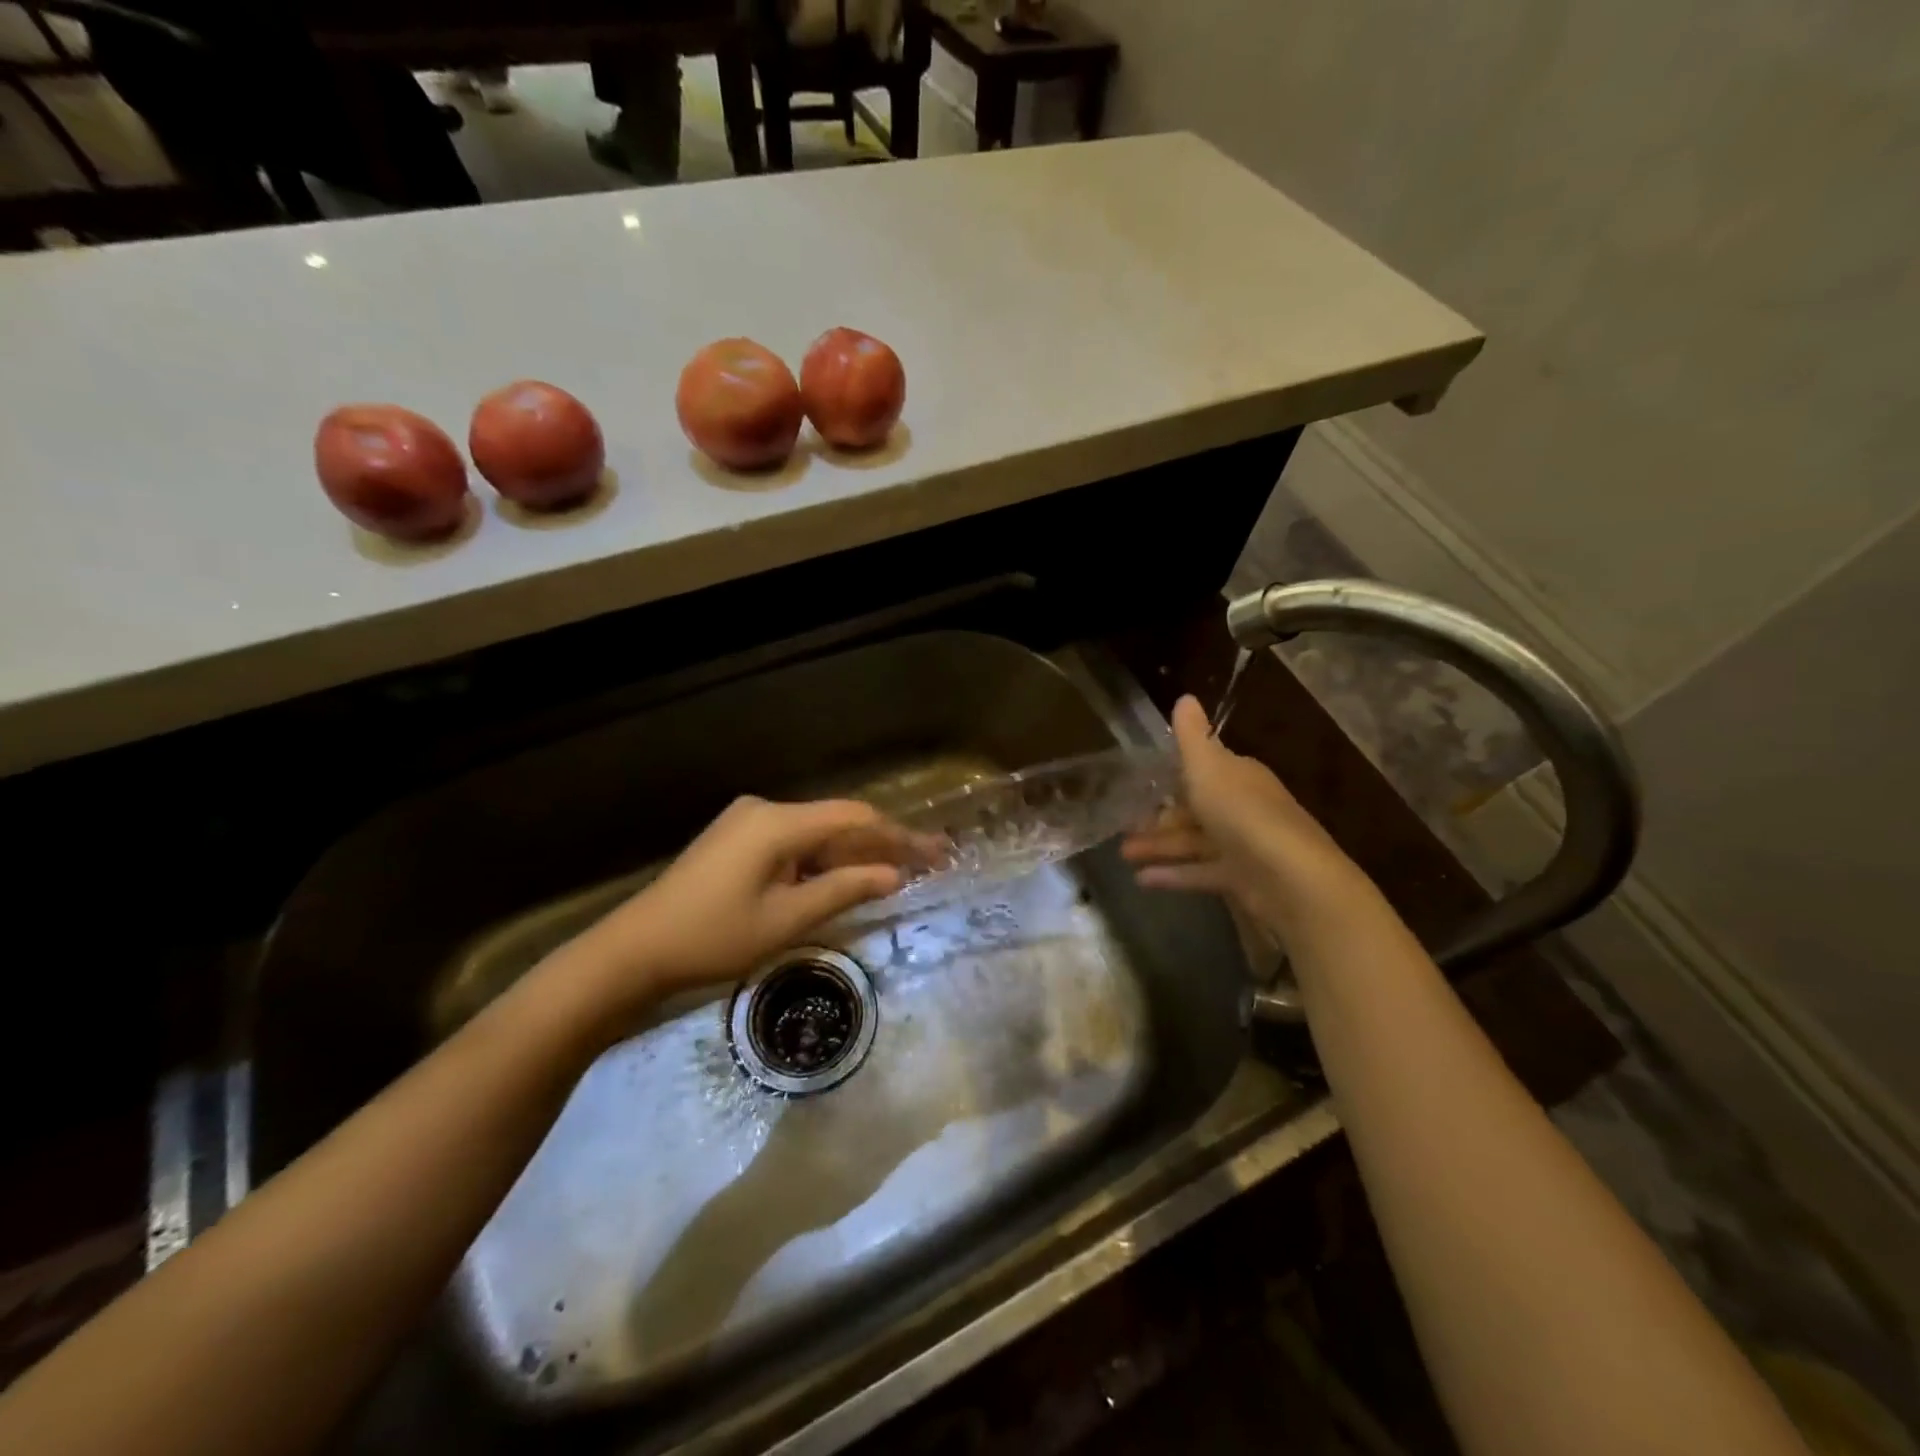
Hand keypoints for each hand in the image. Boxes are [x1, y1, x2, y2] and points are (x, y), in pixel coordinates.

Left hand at [560, 796, 917, 1023]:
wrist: (634, 949)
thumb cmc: (712, 937)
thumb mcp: (786, 920)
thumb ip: (844, 890)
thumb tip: (895, 875)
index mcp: (777, 823)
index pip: (854, 818)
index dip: (898, 835)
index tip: (935, 853)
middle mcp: (765, 810)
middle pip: (837, 822)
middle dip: (880, 845)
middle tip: (925, 864)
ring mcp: (747, 822)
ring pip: (816, 834)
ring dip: (852, 855)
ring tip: (896, 875)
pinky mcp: (737, 839)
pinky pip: (793, 843)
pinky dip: (821, 861)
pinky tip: (845, 878)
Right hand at [1121, 695, 1356, 937]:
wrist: (1288, 875)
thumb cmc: (1241, 812)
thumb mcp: (1208, 766)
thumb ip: (1191, 736)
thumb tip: (1185, 696)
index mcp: (1238, 776)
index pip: (1205, 770)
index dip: (1174, 775)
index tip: (1141, 782)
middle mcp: (1242, 808)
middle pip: (1195, 810)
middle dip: (1159, 816)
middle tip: (1123, 824)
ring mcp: (1242, 846)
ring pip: (1193, 842)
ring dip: (1158, 846)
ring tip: (1123, 854)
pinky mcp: (1239, 879)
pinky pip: (1199, 872)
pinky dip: (1172, 874)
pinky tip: (1141, 880)